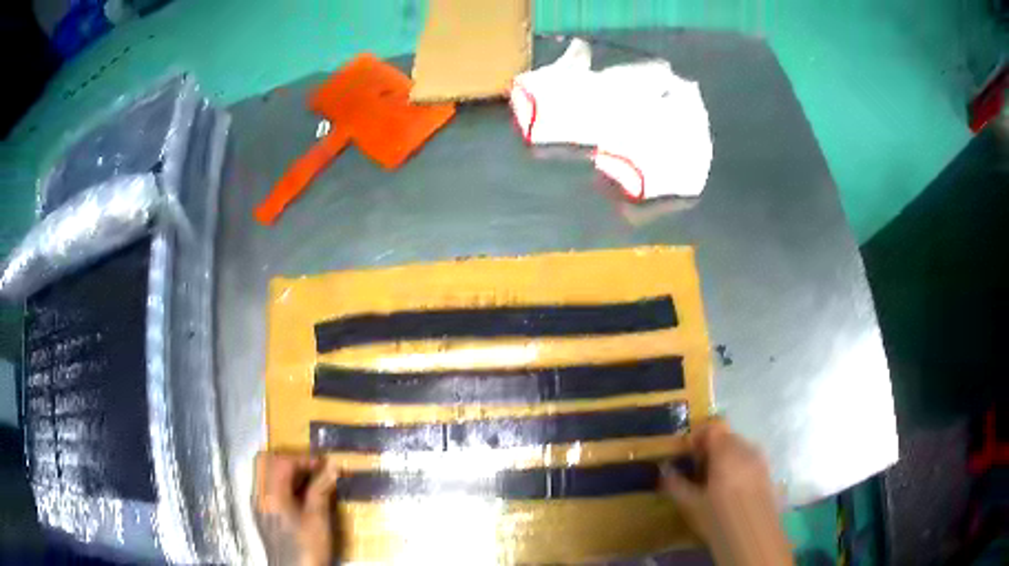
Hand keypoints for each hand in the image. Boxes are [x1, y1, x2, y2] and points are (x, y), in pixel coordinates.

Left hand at [255, 452, 339, 565]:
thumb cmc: (307, 546)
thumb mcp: (318, 519)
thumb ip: (321, 490)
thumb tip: (332, 466)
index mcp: (270, 494)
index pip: (280, 461)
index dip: (302, 458)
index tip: (323, 464)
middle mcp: (259, 495)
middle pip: (265, 461)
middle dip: (289, 459)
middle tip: (312, 467)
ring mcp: (258, 504)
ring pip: (264, 473)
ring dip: (285, 470)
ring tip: (309, 480)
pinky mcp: (262, 513)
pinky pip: (267, 487)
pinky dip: (282, 483)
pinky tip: (299, 496)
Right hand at [663, 422, 792, 565]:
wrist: (754, 538)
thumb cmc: (718, 519)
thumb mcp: (690, 505)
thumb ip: (675, 484)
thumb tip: (665, 470)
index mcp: (726, 451)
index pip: (712, 429)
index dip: (698, 437)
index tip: (688, 455)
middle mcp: (747, 449)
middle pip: (728, 438)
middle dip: (712, 449)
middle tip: (699, 470)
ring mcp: (761, 461)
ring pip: (741, 449)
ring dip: (727, 458)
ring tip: (716, 482)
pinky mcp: (769, 474)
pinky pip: (751, 462)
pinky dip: (740, 468)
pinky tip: (733, 491)